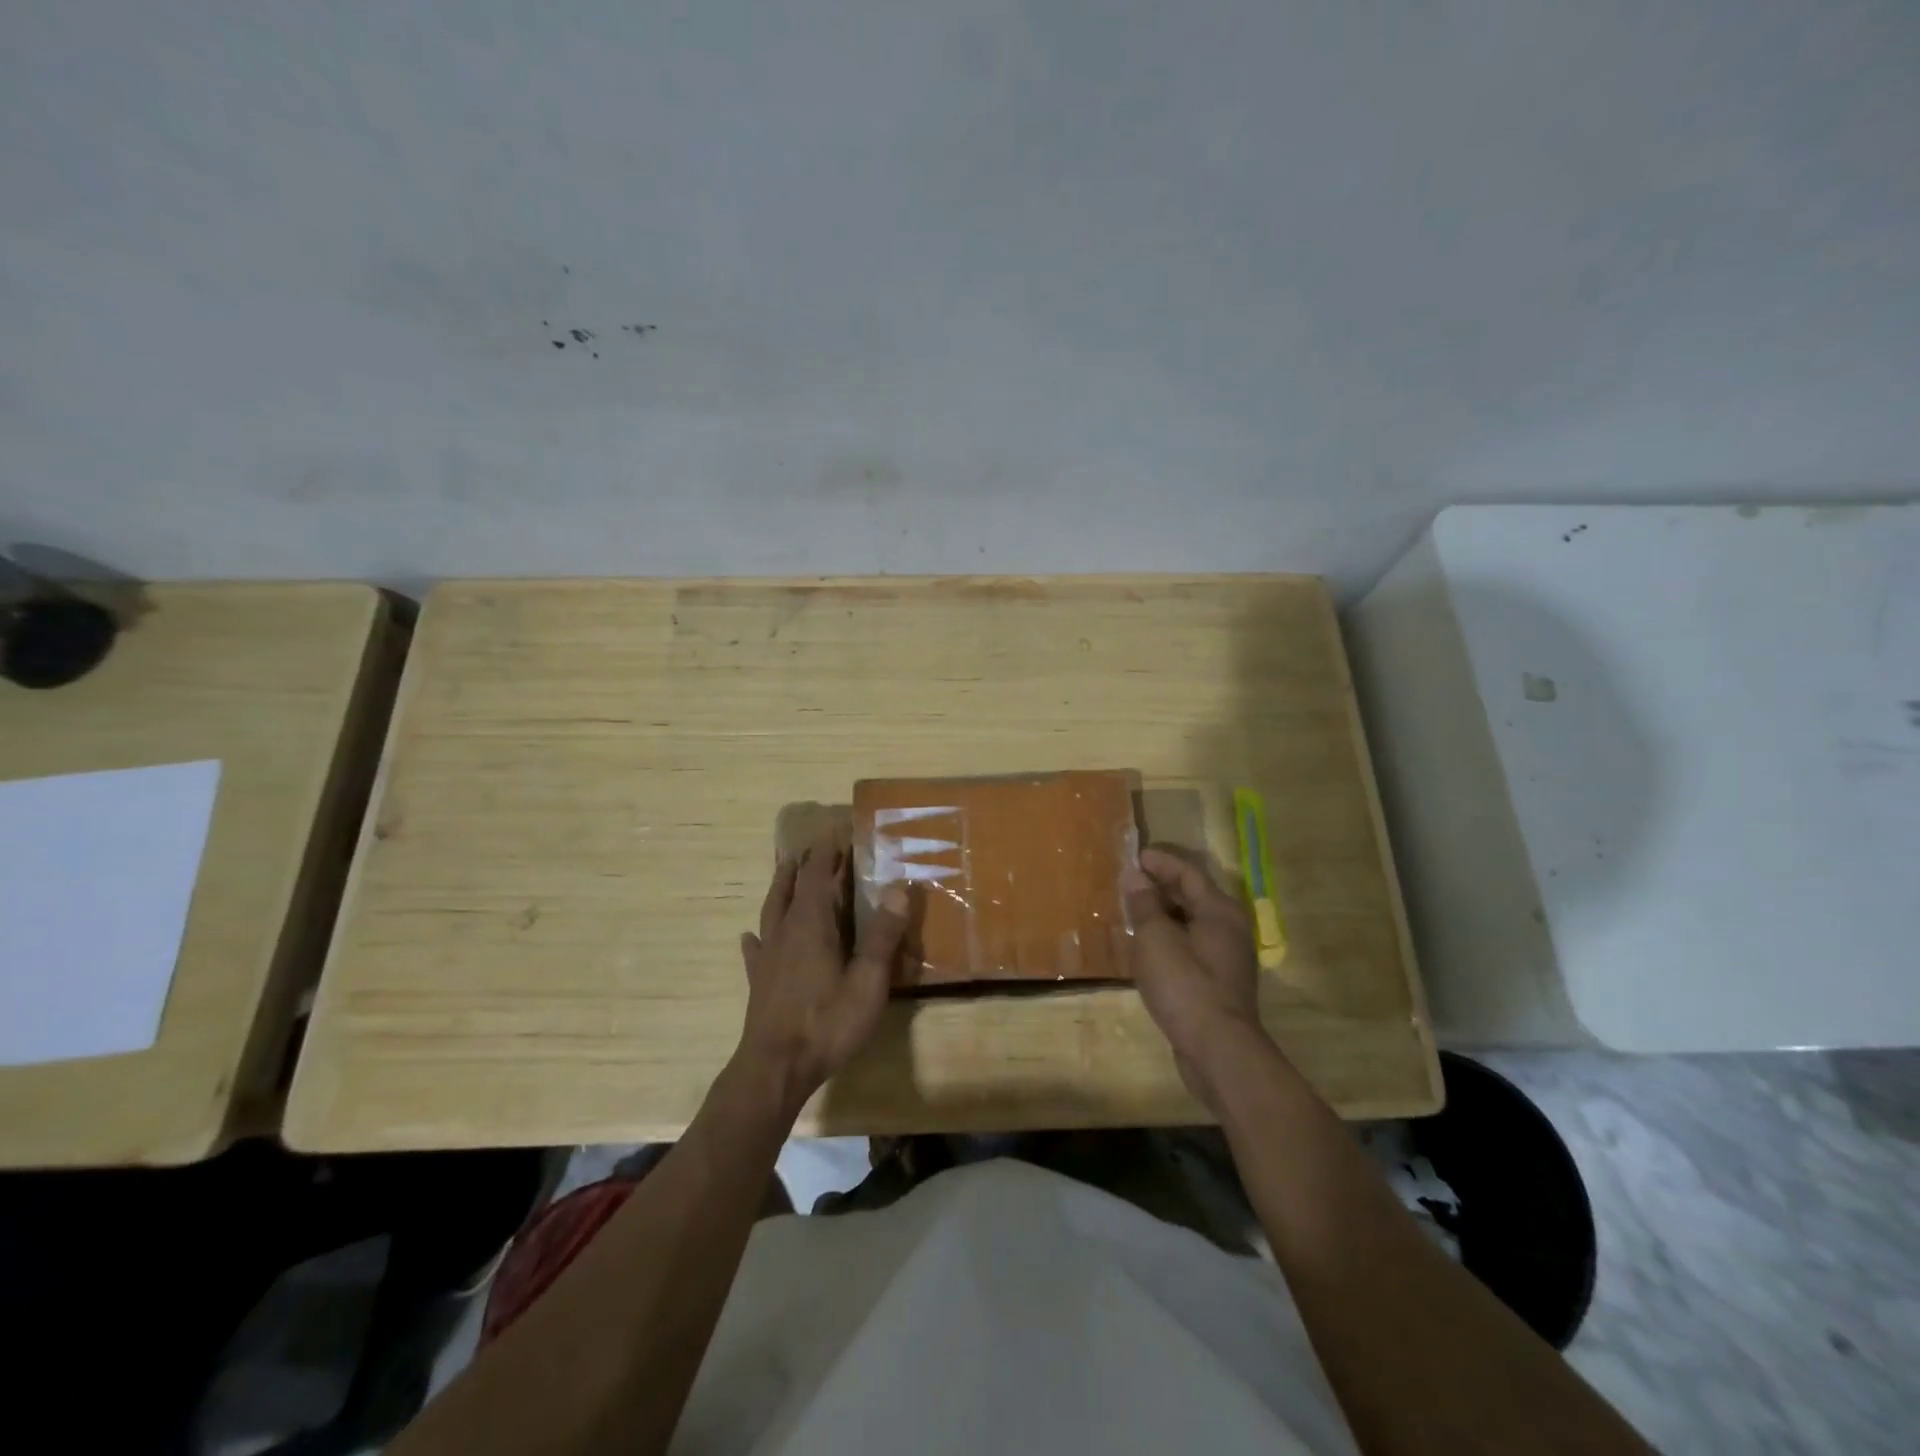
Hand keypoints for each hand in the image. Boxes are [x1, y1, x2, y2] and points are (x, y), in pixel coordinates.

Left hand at [735, 835, 909, 1116]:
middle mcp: (786, 932)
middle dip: (805, 864)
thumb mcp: (868, 981)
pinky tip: (751, 936)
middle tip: (814, 846)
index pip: (818, 876)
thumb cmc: (827, 1023)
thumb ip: (882, 935)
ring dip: (781, 887)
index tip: (837, 832)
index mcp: (812, 925)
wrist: (775, 1068)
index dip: (827, 853)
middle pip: (793, 887)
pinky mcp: (759, 981)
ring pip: (772, 910)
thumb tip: (897, 886)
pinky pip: (756, 949)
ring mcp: (768, 956)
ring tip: (786, 870)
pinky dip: (758, 936)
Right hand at [1122, 846, 1268, 1106]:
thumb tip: (1135, 876)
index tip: (1134, 856)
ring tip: (1133, 910)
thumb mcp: (1156, 939)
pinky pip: (1191, 945)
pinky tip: (1147, 947)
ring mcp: (1226, 957)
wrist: (1218, 1050)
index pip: (1188, 872)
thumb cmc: (1185, 985)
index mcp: (1219, 910)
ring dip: (1163, 913)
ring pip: (1191, 922)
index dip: (1161, 861)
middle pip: (1193, 895)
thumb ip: (1145, 904)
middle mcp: (1229, 928)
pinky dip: (1169, 937)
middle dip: (1161, 885)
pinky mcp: (1218, 982)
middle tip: (1129, 881)